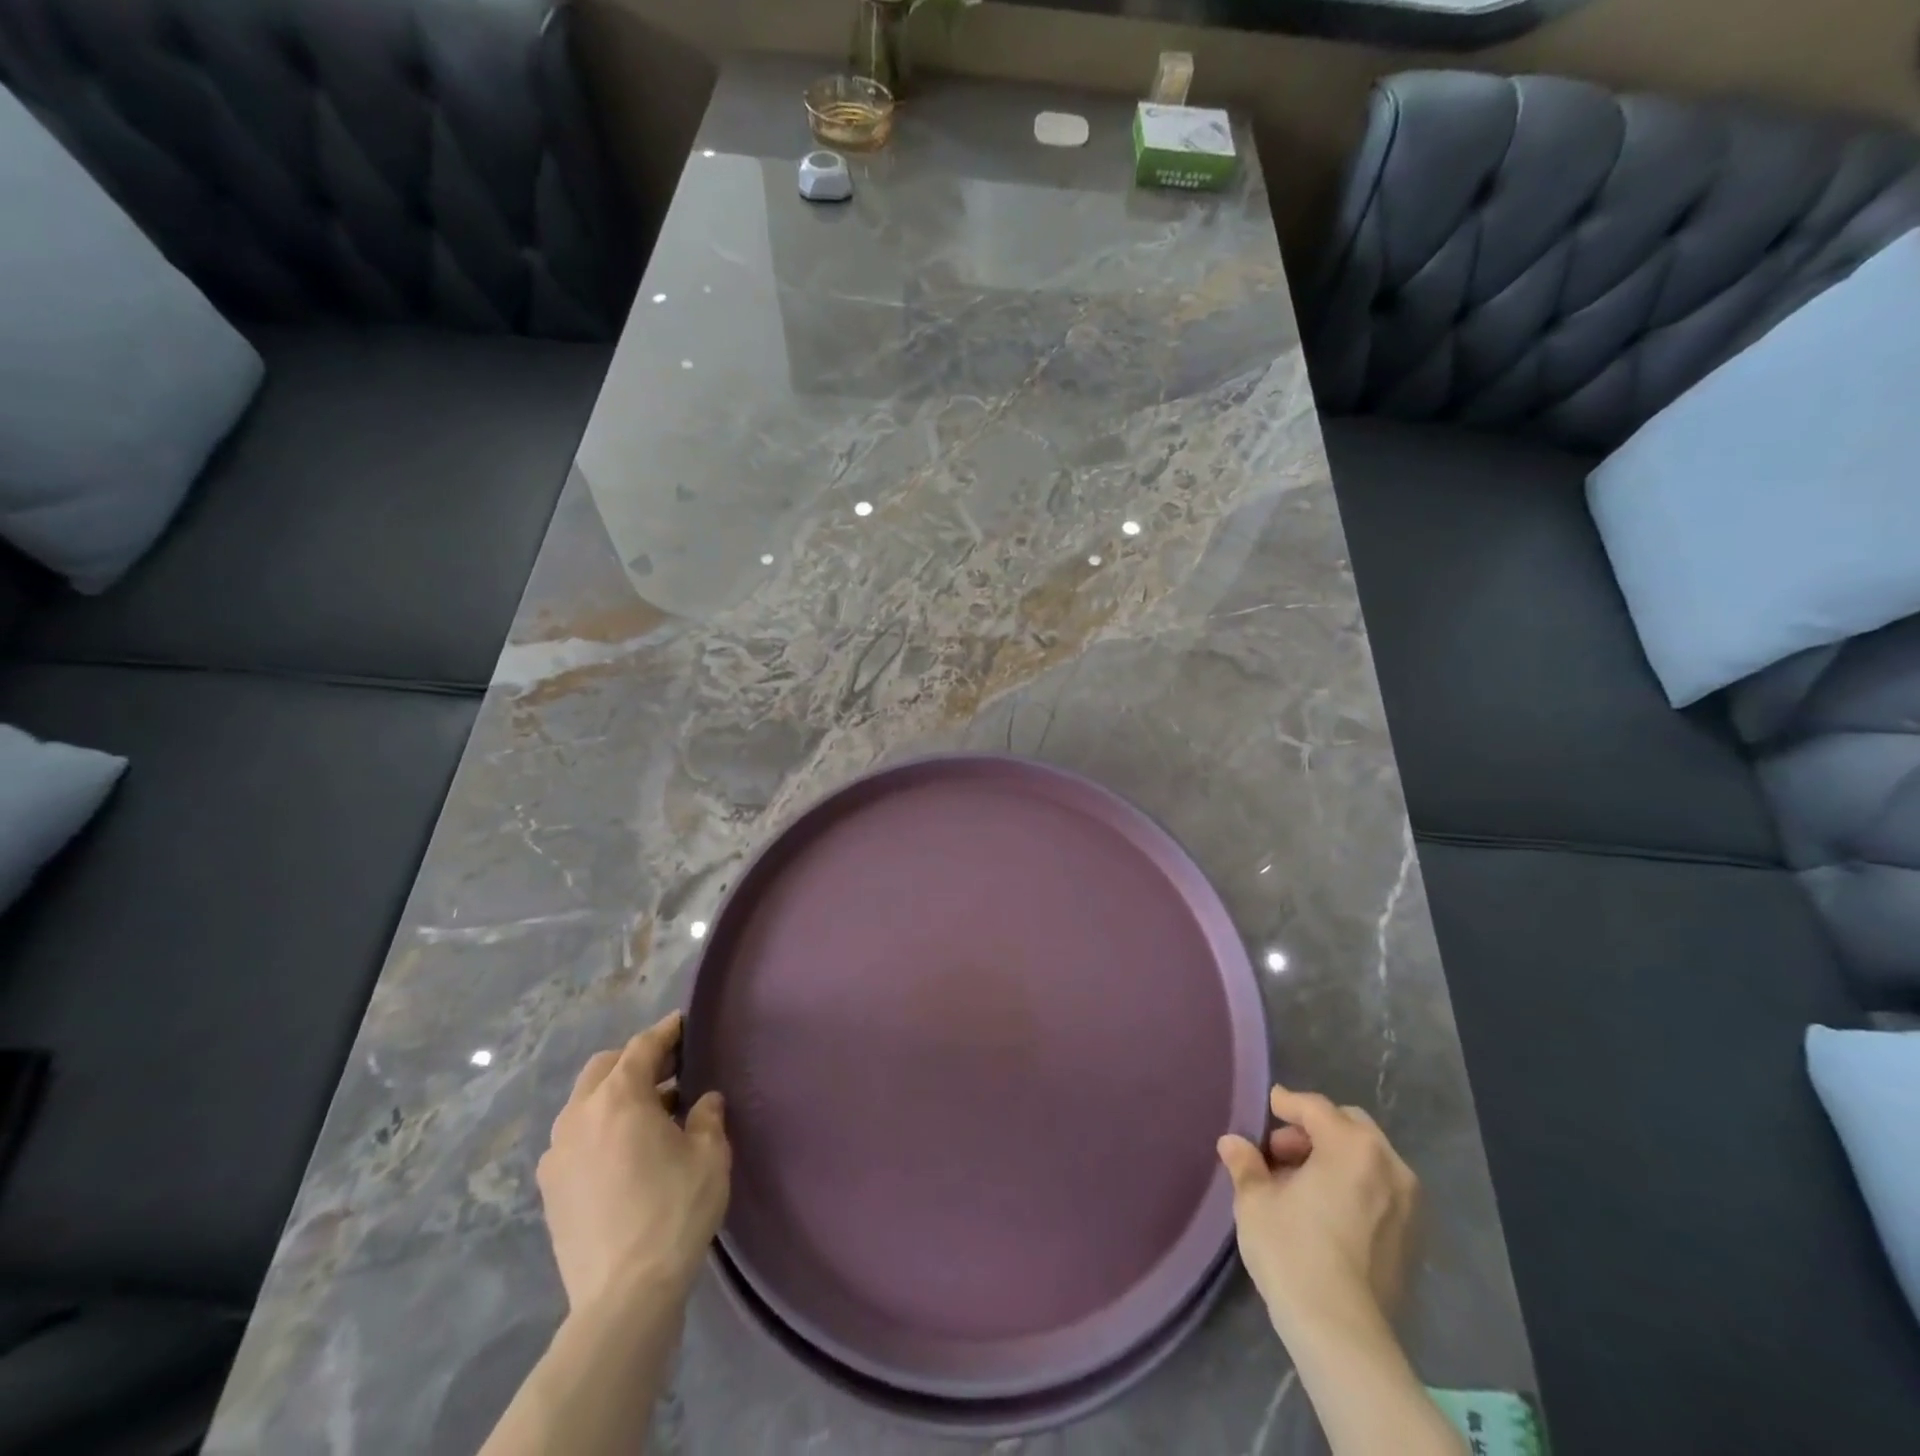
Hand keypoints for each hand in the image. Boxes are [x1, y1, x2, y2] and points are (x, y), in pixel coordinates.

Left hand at [537, 1011, 730, 1311]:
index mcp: (619, 1098)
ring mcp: (557, 1153)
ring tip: (651, 1111)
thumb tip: (703, 1100)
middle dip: (636, 1060)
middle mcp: (579, 1116)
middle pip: (605, 1067)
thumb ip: (706, 1116)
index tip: (684, 1024)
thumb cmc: (673, 1211)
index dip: (666, 1032)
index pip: (642, 1047)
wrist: (623, 1295)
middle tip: (671, 1069)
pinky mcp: (550, 1188)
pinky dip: (599, 1126)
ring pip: (585, 1102)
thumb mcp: (708, 1154)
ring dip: (615, 1094)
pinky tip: (625, 1149)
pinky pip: (576, 1136)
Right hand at [1216, 1085, 1419, 1341]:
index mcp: (1352, 1146)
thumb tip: (1233, 1143)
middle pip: (1349, 1127)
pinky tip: (1325, 1210)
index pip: (1315, 1108)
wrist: (1342, 1334)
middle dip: (1314, 1131)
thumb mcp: (1255, 1201)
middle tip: (1280, 1151)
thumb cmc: (1293, 1251)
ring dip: (1334, 1158)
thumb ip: (1245, 1164)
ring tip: (1299, 1183)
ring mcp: (1408, 1205)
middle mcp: (1389, 1166)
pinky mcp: (1413, 1240)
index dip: (1287, 1104)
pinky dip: (1354, 1186)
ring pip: (1367, 1159)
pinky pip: (1380, 1191)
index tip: (1268, 1106)